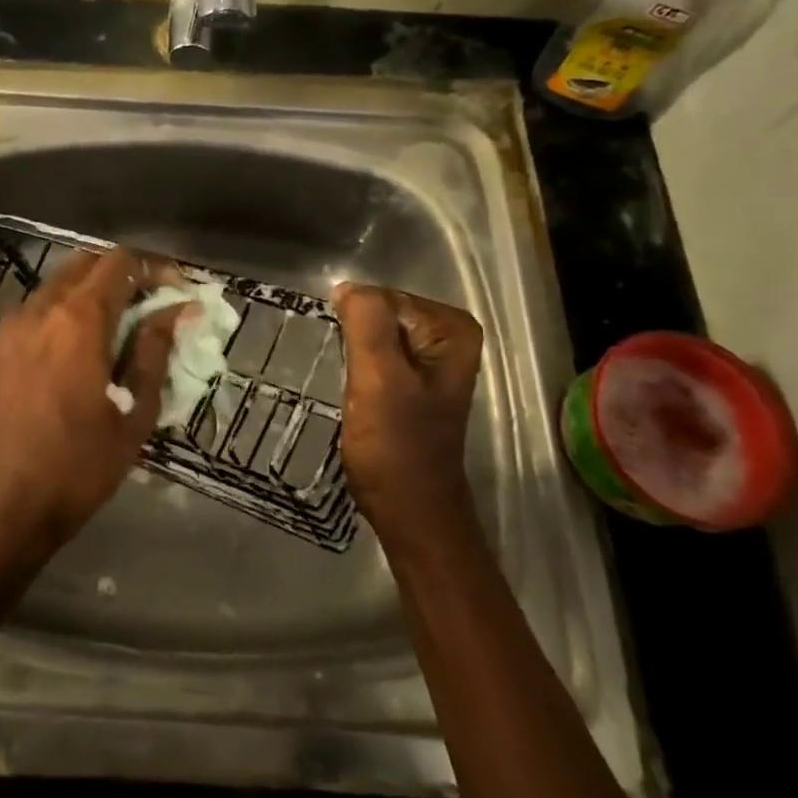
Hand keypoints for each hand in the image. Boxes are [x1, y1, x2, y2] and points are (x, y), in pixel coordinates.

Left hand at [0, 248, 181, 551]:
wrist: (3, 503)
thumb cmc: (78, 466)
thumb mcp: (132, 413)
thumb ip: (153, 353)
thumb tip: (175, 312)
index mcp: (79, 320)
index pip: (121, 263)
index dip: (155, 267)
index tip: (178, 288)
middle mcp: (42, 308)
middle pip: (88, 263)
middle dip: (124, 273)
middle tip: (152, 302)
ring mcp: (13, 324)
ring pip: (60, 282)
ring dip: (93, 289)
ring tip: (120, 324)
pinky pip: (38, 307)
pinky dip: (65, 308)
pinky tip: (81, 343)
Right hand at [332, 283, 483, 532]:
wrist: (410, 510)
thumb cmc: (397, 446)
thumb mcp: (379, 378)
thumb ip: (367, 324)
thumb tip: (347, 287)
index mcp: (452, 328)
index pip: (383, 297)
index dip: (357, 324)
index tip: (348, 359)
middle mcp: (448, 336)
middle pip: (379, 312)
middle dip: (354, 336)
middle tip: (346, 373)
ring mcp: (430, 359)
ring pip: (373, 334)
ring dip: (352, 351)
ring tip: (346, 382)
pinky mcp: (410, 381)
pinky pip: (374, 354)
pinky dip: (357, 366)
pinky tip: (351, 389)